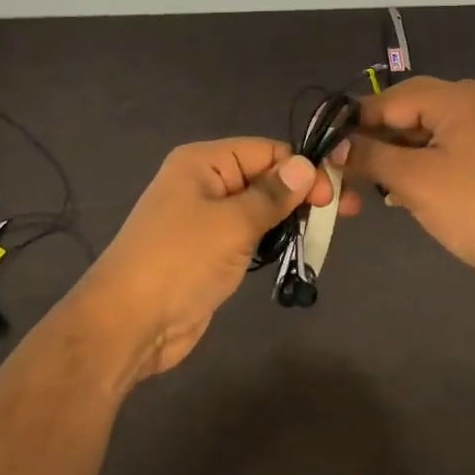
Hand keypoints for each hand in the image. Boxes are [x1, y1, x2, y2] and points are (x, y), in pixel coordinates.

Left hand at [73, 138, 354, 378]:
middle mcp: (204, 183)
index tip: (335, 196)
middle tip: (345, 214)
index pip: (265, 151)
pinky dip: (272, 240)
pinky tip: (296, 248)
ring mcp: (204, 219)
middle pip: (263, 177)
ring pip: (258, 208)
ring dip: (289, 218)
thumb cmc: (180, 261)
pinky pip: (248, 235)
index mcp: (203, 162)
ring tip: (325, 233)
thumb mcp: (232, 223)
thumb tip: (304, 165)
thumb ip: (272, 194)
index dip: (301, 168)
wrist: (128, 323)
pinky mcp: (208, 251)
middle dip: (301, 192)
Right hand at [345, 77, 474, 311]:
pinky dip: (411, 174)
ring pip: (417, 141)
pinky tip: (391, 196)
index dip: (352, 125)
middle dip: (369, 147)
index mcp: (456, 98)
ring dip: (387, 164)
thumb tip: (334, 147)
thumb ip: (369, 156)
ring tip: (357, 194)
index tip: (321, 151)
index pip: (387, 99)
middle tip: (337, 178)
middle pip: (402, 117)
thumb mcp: (413, 179)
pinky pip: (436, 159)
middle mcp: (469, 107)